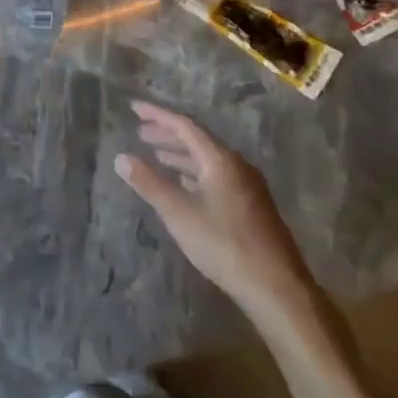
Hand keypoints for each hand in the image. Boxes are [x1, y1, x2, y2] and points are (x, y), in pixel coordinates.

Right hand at [116, 101, 316, 318]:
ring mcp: (247, 186)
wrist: (277, 288)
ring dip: (180, 155)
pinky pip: (216, 176)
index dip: (158, 115)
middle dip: (167, 134)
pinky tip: (182, 185)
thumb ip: (149, 183)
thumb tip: (121, 158)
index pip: (185, 126)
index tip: (134, 108)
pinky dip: (194, 173)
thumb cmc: (224, 245)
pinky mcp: (251, 206)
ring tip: (156, 156)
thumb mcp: (179, 213)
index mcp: (221, 160)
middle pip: (198, 140)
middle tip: (140, 133)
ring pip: (208, 160)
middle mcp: (237, 166)